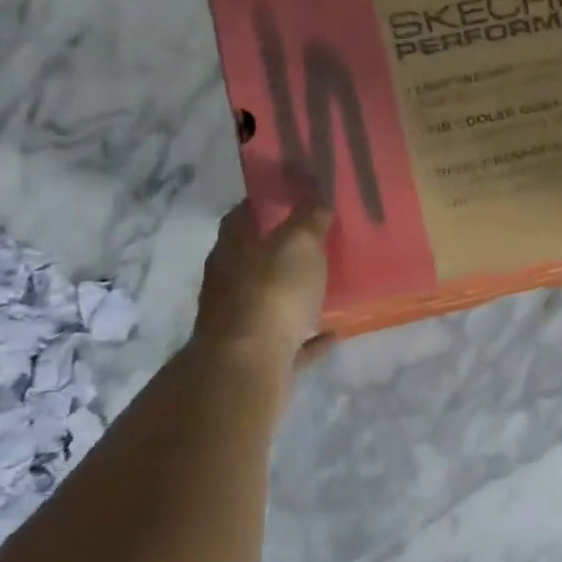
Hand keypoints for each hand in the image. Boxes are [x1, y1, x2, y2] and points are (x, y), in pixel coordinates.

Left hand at [190, 202, 332, 372]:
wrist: (250, 366)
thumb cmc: (272, 292)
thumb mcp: (299, 243)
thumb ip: (309, 220)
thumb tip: (317, 199)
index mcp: (232, 250)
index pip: (241, 216)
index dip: (264, 203)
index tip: (292, 195)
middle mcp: (229, 285)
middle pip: (254, 261)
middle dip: (281, 252)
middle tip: (318, 241)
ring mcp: (241, 324)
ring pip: (270, 302)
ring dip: (295, 295)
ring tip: (328, 287)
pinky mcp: (259, 358)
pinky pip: (289, 341)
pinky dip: (308, 336)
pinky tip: (333, 332)